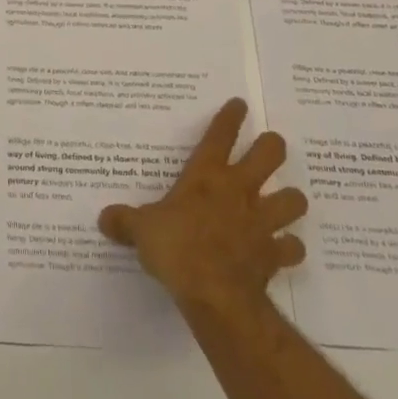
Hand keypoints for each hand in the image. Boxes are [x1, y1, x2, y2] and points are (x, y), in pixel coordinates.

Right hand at [98, 98, 307, 320]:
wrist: (215, 294)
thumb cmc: (176, 249)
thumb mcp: (140, 230)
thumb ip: (124, 221)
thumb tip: (104, 218)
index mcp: (206, 177)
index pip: (219, 136)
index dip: (230, 118)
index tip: (240, 104)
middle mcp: (239, 191)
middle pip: (270, 155)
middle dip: (272, 146)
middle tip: (269, 146)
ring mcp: (262, 222)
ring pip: (293, 199)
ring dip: (290, 198)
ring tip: (284, 200)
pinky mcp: (274, 254)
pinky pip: (292, 246)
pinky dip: (289, 246)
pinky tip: (282, 247)